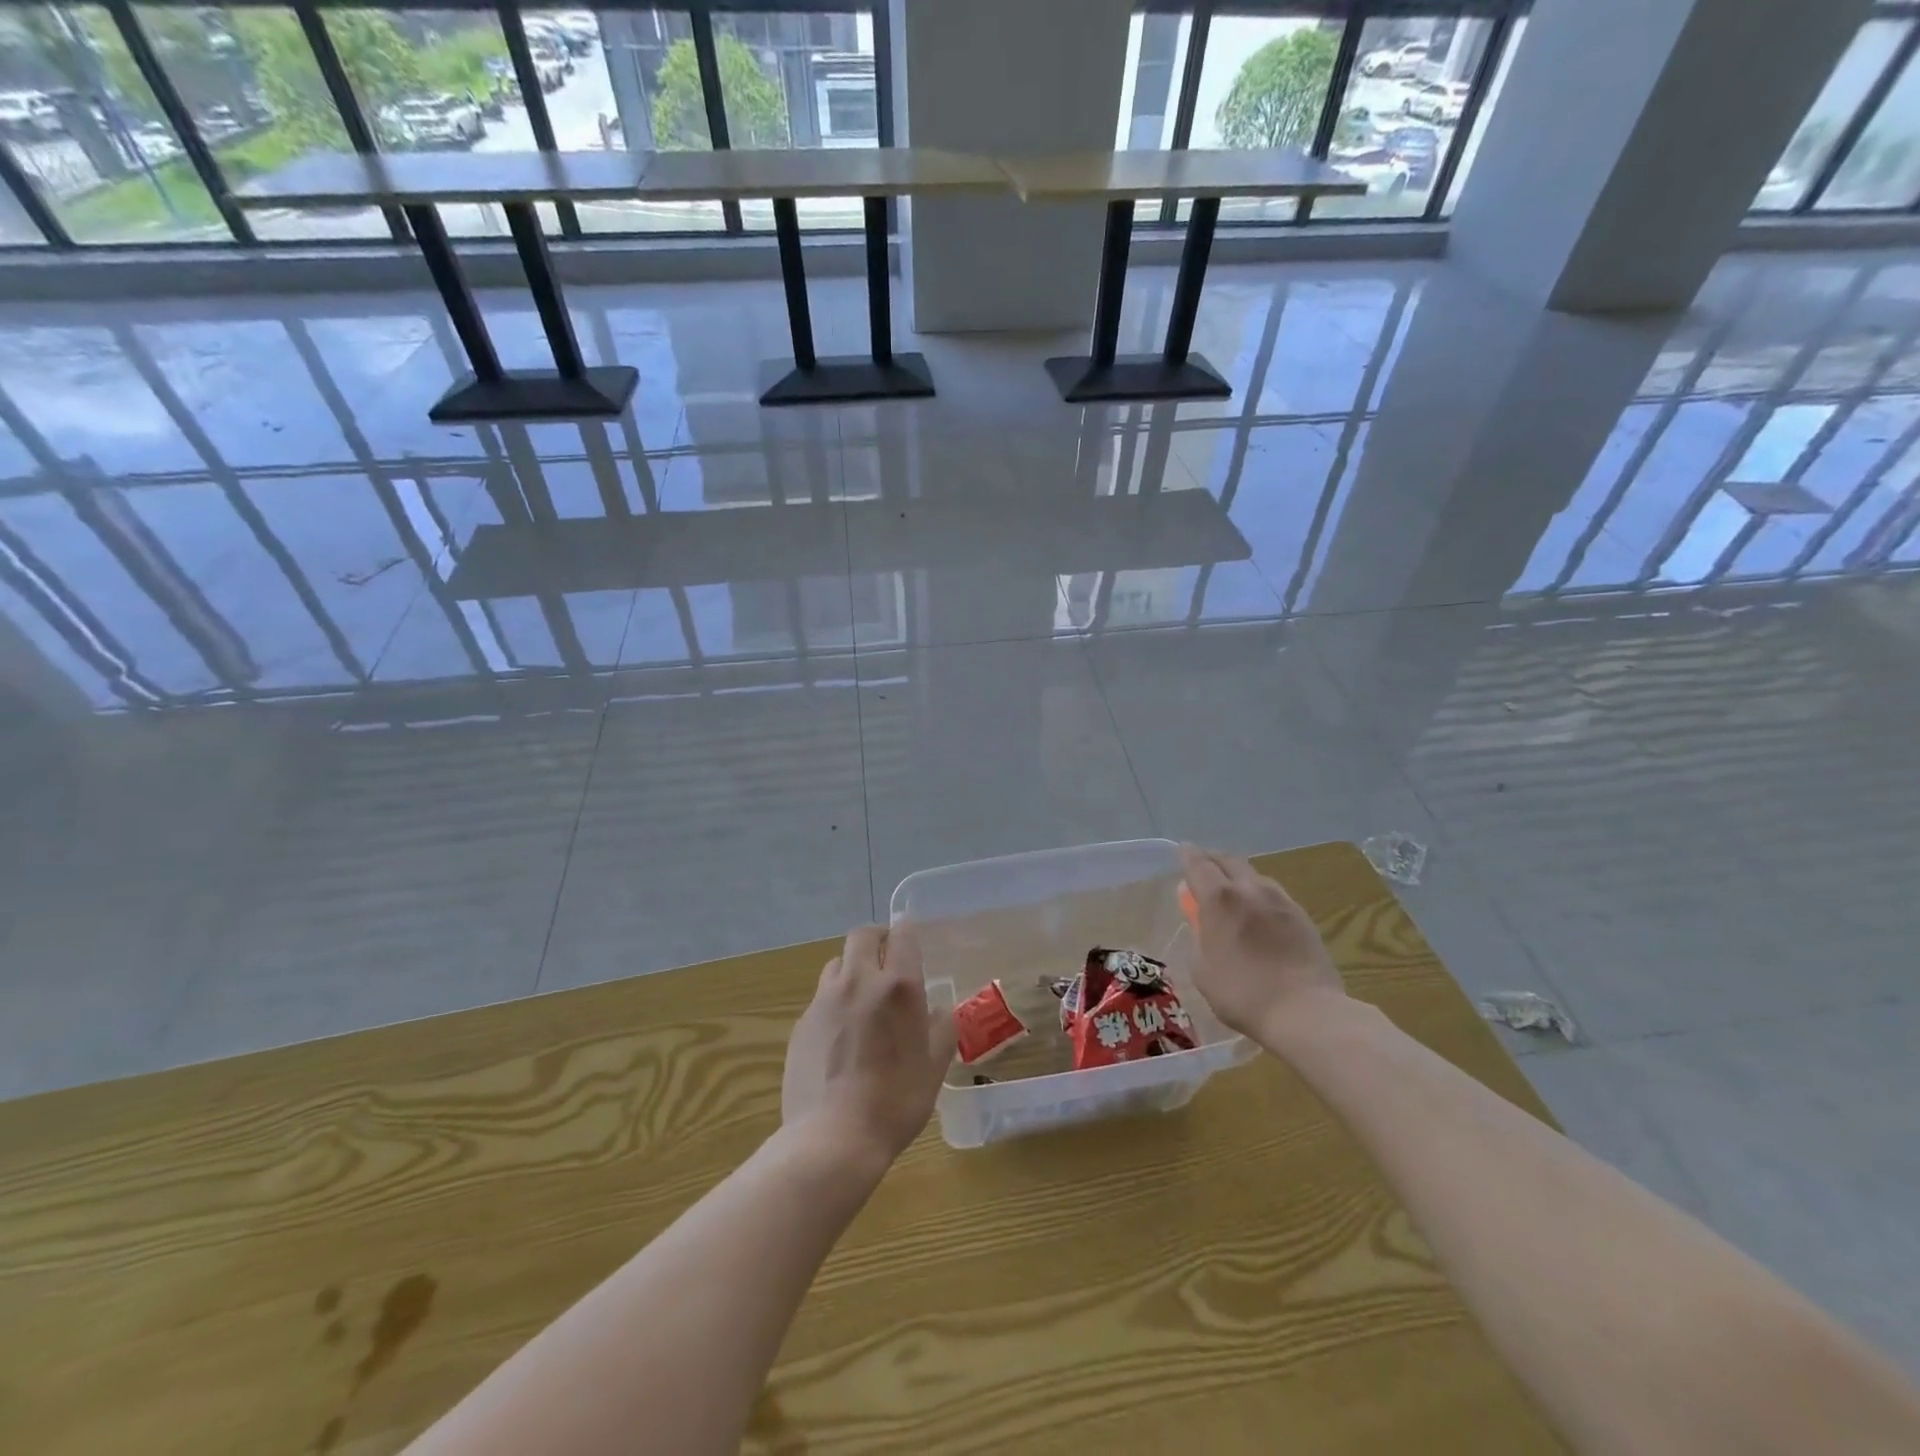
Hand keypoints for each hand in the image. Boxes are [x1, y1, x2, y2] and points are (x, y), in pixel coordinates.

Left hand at [782, 925, 956, 1164]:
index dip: (907, 933)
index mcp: (899, 986)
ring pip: (837, 963)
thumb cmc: (896, 1101)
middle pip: (862, 936)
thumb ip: (942, 1029)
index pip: (902, 935)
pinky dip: (834, 1001)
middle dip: (876, 939)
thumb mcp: (935, 1066)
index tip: (911, 943)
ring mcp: (825, 1000)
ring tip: (862, 996)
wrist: (833, 1138)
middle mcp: (859, 981)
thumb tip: (939, 1010)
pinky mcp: (802, 1022)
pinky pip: (821, 996)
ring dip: (852, 968)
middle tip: (887, 958)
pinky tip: (840, 1033)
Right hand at [1180, 845, 1346, 1046]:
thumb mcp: (1202, 969)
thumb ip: (1198, 937)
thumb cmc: (1242, 993)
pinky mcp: (1302, 916)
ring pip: (1254, 875)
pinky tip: (1259, 911)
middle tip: (1204, 867)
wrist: (1305, 1011)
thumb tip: (1200, 920)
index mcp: (1219, 899)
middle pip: (1229, 861)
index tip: (1183, 849)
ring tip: (1232, 890)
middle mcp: (1249, 889)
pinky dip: (1259, 894)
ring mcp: (1280, 901)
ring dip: (1239, 876)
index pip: (1199, 865)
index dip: (1188, 855)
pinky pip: (1274, 894)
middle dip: (1213, 859)